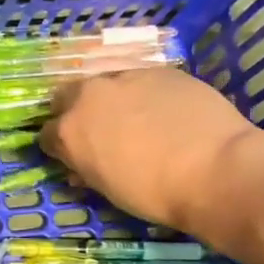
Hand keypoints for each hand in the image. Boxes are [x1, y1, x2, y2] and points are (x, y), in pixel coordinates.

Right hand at [40, 68, 263, 234]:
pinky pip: (143, 81)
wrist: (216, 169)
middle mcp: (90, 95)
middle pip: (68, 96)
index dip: (59, 147)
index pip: (46, 134)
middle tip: (99, 132)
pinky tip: (168, 114)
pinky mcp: (162, 70)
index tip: (73, 157)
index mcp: (69, 130)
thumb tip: (81, 167)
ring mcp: (127, 77)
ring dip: (113, 100)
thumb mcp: (108, 189)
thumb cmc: (155, 193)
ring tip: (138, 121)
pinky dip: (147, 95)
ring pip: (108, 84)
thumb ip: (87, 169)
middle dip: (77, 111)